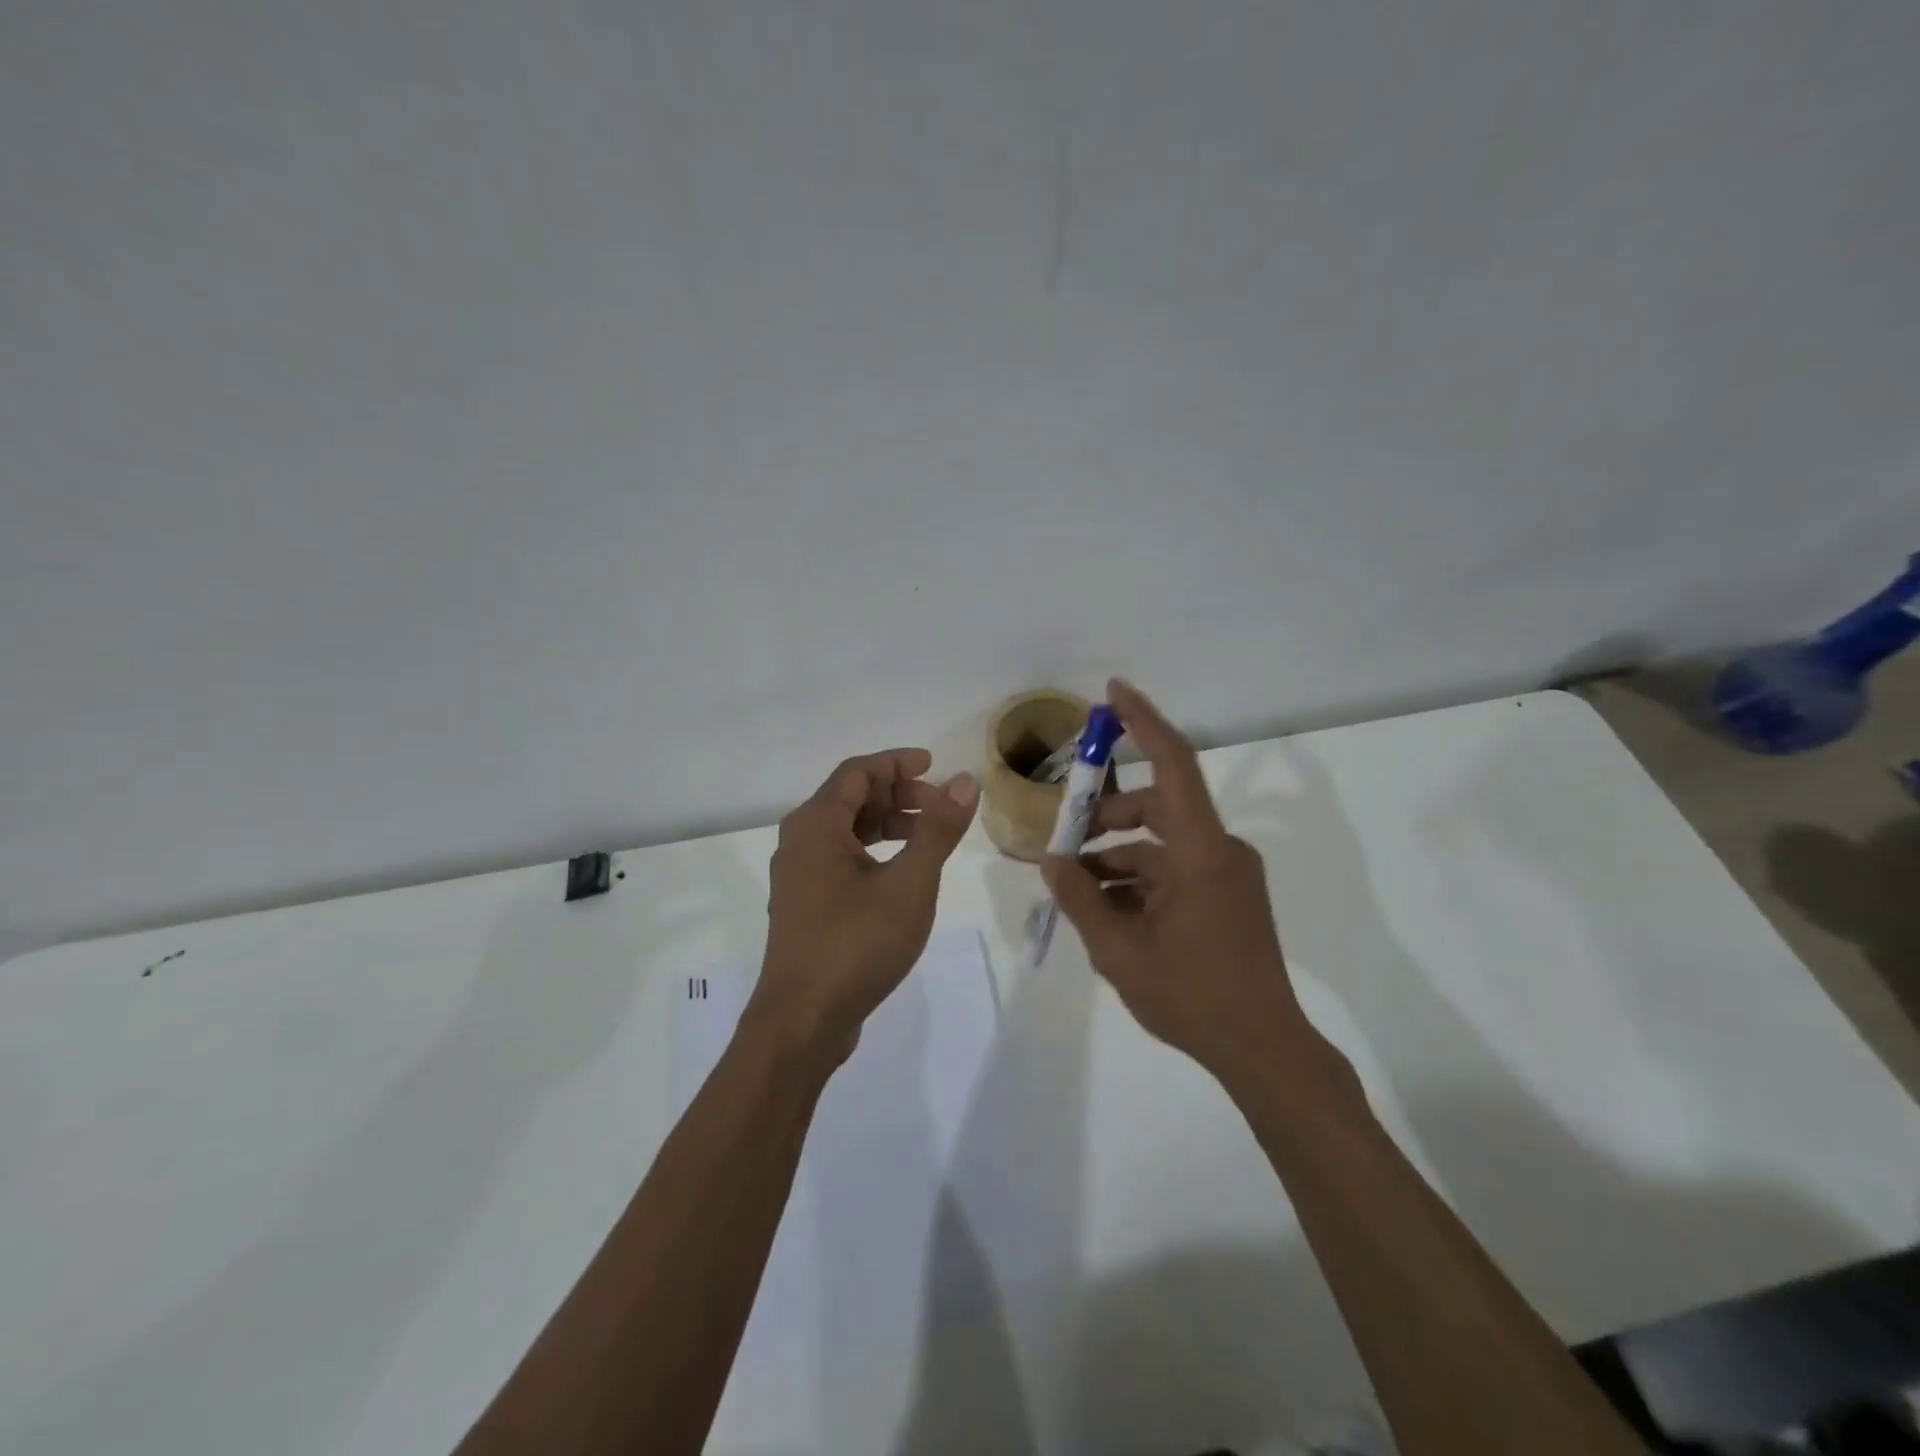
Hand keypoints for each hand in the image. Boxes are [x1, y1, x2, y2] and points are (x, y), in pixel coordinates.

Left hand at [752, 748, 978, 1063]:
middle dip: (898, 795)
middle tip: (940, 807)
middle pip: (850, 797)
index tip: (935, 766)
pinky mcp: (804, 904)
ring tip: (928, 838)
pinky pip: (839, 858)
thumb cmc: (857, 942)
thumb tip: (965, 782)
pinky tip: (900, 873)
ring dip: (887, 824)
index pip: (858, 771)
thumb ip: (938, 829)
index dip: (898, 763)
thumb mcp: (910, 882)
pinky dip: (873, 852)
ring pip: (845, 830)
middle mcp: (799, 841)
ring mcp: (798, 875)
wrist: (802, 1021)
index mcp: (816, 824)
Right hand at [1043, 680, 1333, 1090]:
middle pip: (1156, 806)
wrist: (1262, 1049)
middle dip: (1105, 815)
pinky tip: (1106, 908)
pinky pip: (1175, 870)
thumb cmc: (1191, 995)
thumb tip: (1051, 862)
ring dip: (1117, 855)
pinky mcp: (1227, 896)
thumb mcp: (1118, 949)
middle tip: (1062, 833)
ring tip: (1074, 885)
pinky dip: (1139, 878)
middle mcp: (1220, 850)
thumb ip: (1080, 898)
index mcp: (1201, 850)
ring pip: (1161, 843)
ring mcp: (1226, 874)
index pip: (1173, 765)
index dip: (1143, 722)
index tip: (1113, 692)